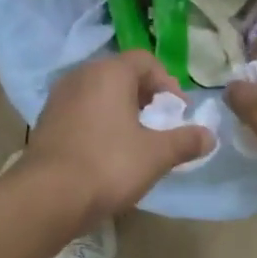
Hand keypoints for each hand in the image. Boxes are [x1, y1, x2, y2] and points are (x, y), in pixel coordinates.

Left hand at [21, 50, 213, 224]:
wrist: (47, 196)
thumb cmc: (108, 165)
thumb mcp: (156, 155)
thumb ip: (185, 141)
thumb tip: (210, 136)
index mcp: (109, 73)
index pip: (145, 61)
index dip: (168, 84)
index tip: (178, 113)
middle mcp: (81, 76)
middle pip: (121, 76)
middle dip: (145, 97)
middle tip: (160, 125)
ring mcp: (58, 99)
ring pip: (99, 95)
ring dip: (121, 111)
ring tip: (135, 141)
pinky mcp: (46, 123)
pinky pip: (81, 113)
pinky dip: (99, 124)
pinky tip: (107, 153)